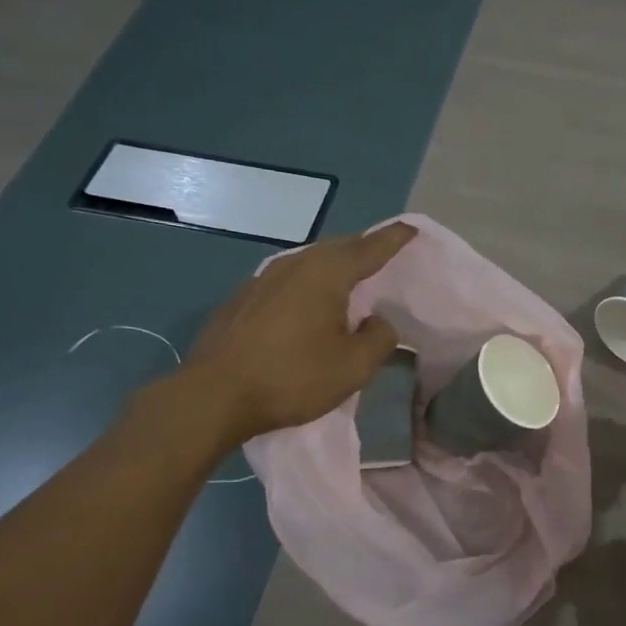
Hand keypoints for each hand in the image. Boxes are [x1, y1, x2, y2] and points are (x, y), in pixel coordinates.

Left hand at [172, 222, 417, 445]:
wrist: (214, 395)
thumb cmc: (292, 377)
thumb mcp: (354, 366)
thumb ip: (379, 338)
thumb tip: (377, 322)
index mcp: (326, 274)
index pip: (369, 248)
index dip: (394, 239)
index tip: (412, 229)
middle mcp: (294, 265)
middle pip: (337, 249)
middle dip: (363, 249)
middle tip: (384, 256)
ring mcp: (262, 280)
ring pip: (308, 263)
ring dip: (333, 268)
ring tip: (349, 280)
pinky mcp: (242, 300)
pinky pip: (287, 281)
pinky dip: (307, 285)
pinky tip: (308, 305)